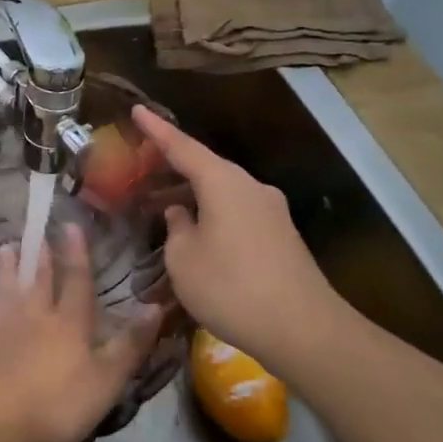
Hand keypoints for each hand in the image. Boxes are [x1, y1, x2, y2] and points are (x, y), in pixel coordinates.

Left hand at [0, 224, 164, 441]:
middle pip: (39, 282)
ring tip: (6, 250)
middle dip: (41, 258)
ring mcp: (7, 331)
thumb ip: (130, 344)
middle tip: (37, 235)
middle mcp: (37, 318)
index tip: (71, 226)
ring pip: (9, 292)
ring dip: (9, 270)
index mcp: (70, 323)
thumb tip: (156, 306)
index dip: (77, 254)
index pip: (76, 281)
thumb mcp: (107, 378)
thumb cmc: (60, 401)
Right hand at [131, 104, 346, 363]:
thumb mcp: (183, 259)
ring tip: (160, 202)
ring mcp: (270, 212)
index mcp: (223, 183)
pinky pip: (236, 211)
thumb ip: (175, 228)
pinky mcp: (280, 236)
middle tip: (141, 166)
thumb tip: (181, 213)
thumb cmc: (231, 288)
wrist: (306, 331)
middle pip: (205, 167)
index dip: (156, 129)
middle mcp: (250, 188)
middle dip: (172, 166)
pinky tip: (196, 232)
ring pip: (222, 191)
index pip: (182, 147)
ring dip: (192, 193)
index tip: (136, 109)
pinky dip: (211, 212)